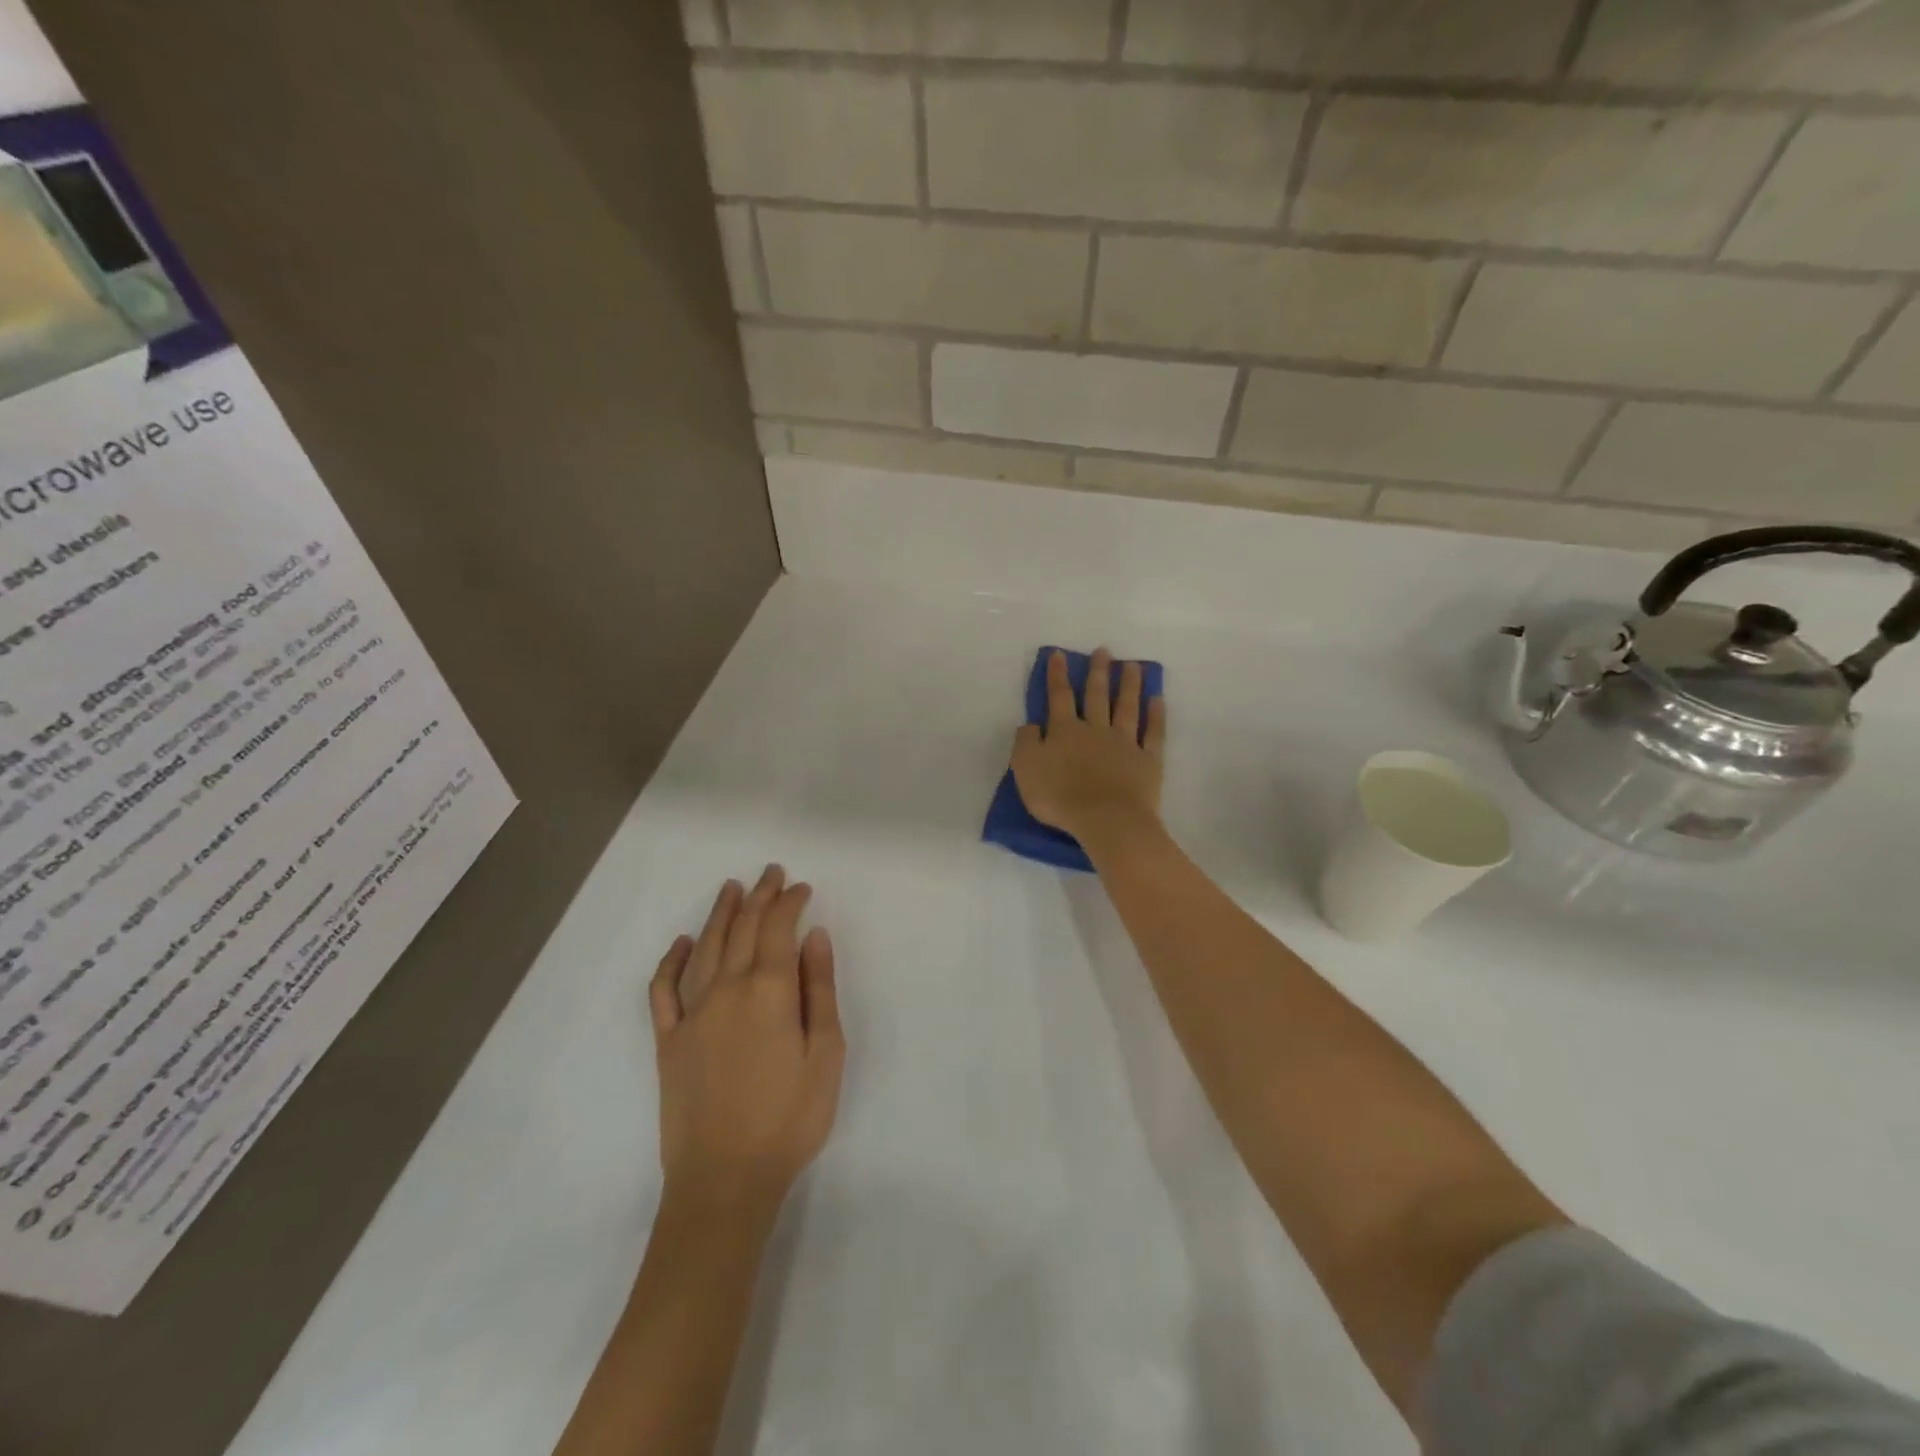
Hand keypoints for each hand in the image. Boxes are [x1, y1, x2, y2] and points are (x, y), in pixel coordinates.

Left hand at [648, 866, 844, 1223]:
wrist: (724, 1180)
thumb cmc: (789, 1118)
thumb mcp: (826, 1053)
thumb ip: (820, 989)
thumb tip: (814, 936)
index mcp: (769, 991)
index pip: (778, 929)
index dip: (790, 902)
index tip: (802, 888)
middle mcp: (726, 990)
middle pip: (742, 929)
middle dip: (759, 896)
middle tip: (771, 873)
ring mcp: (691, 1014)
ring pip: (704, 948)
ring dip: (720, 914)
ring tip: (732, 889)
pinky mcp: (668, 1041)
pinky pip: (663, 990)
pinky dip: (671, 961)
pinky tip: (681, 943)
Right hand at [1011, 648, 1165, 845]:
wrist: (1106, 819)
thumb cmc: (1060, 796)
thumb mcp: (1025, 769)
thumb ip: (1025, 743)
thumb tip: (1030, 724)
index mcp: (1065, 731)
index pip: (1059, 697)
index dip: (1057, 675)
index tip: (1058, 654)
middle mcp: (1096, 729)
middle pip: (1097, 696)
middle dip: (1098, 672)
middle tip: (1104, 651)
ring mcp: (1125, 743)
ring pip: (1127, 707)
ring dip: (1129, 685)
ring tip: (1133, 666)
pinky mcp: (1148, 761)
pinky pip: (1153, 733)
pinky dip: (1156, 715)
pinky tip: (1158, 699)